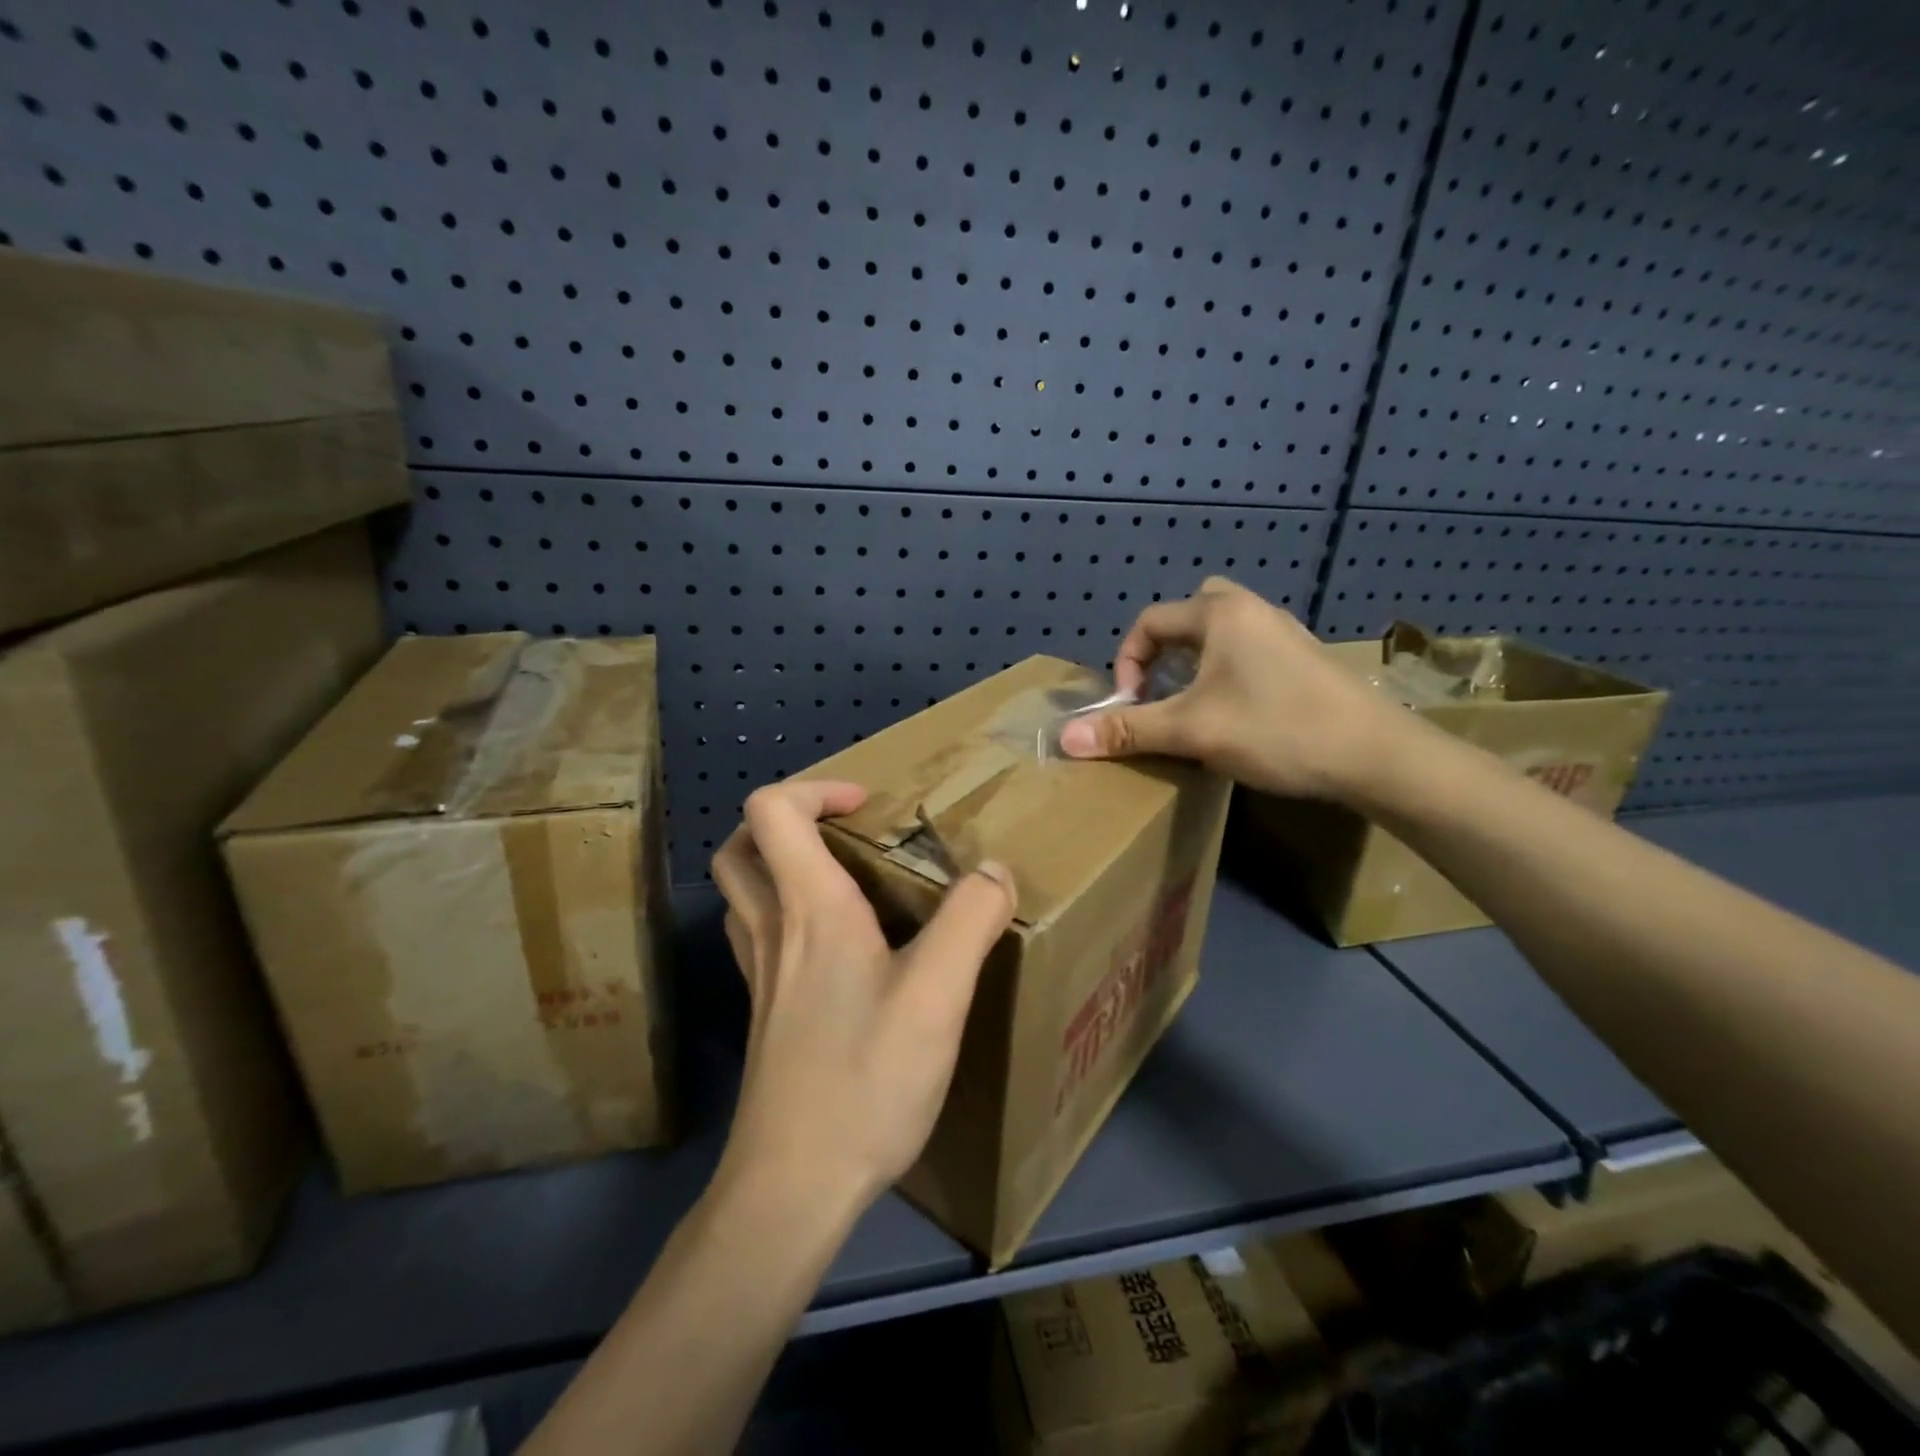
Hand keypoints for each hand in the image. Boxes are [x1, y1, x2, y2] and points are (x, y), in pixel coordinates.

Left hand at [710, 780, 1016, 1214]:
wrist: (792, 1187)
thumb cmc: (864, 1080)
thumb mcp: (938, 996)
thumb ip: (970, 921)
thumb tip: (993, 870)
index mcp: (810, 908)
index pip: (772, 810)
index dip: (816, 788)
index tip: (868, 805)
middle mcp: (773, 930)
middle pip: (741, 847)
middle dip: (787, 821)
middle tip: (844, 832)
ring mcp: (760, 975)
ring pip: (744, 893)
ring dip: (779, 865)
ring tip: (840, 877)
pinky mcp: (764, 1013)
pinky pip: (758, 936)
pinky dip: (783, 914)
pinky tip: (833, 946)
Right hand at [1057, 577, 1411, 800]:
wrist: (1375, 755)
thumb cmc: (1276, 730)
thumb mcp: (1193, 732)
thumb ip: (1129, 731)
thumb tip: (1065, 739)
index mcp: (1221, 614)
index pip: (1150, 621)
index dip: (1127, 663)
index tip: (1131, 705)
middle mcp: (1253, 610)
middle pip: (1192, 612)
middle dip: (1165, 649)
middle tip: (1161, 688)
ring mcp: (1285, 634)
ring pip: (1224, 633)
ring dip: (1197, 662)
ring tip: (1192, 705)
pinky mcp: (1305, 660)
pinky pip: (1250, 651)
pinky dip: (1228, 672)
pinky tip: (1237, 715)